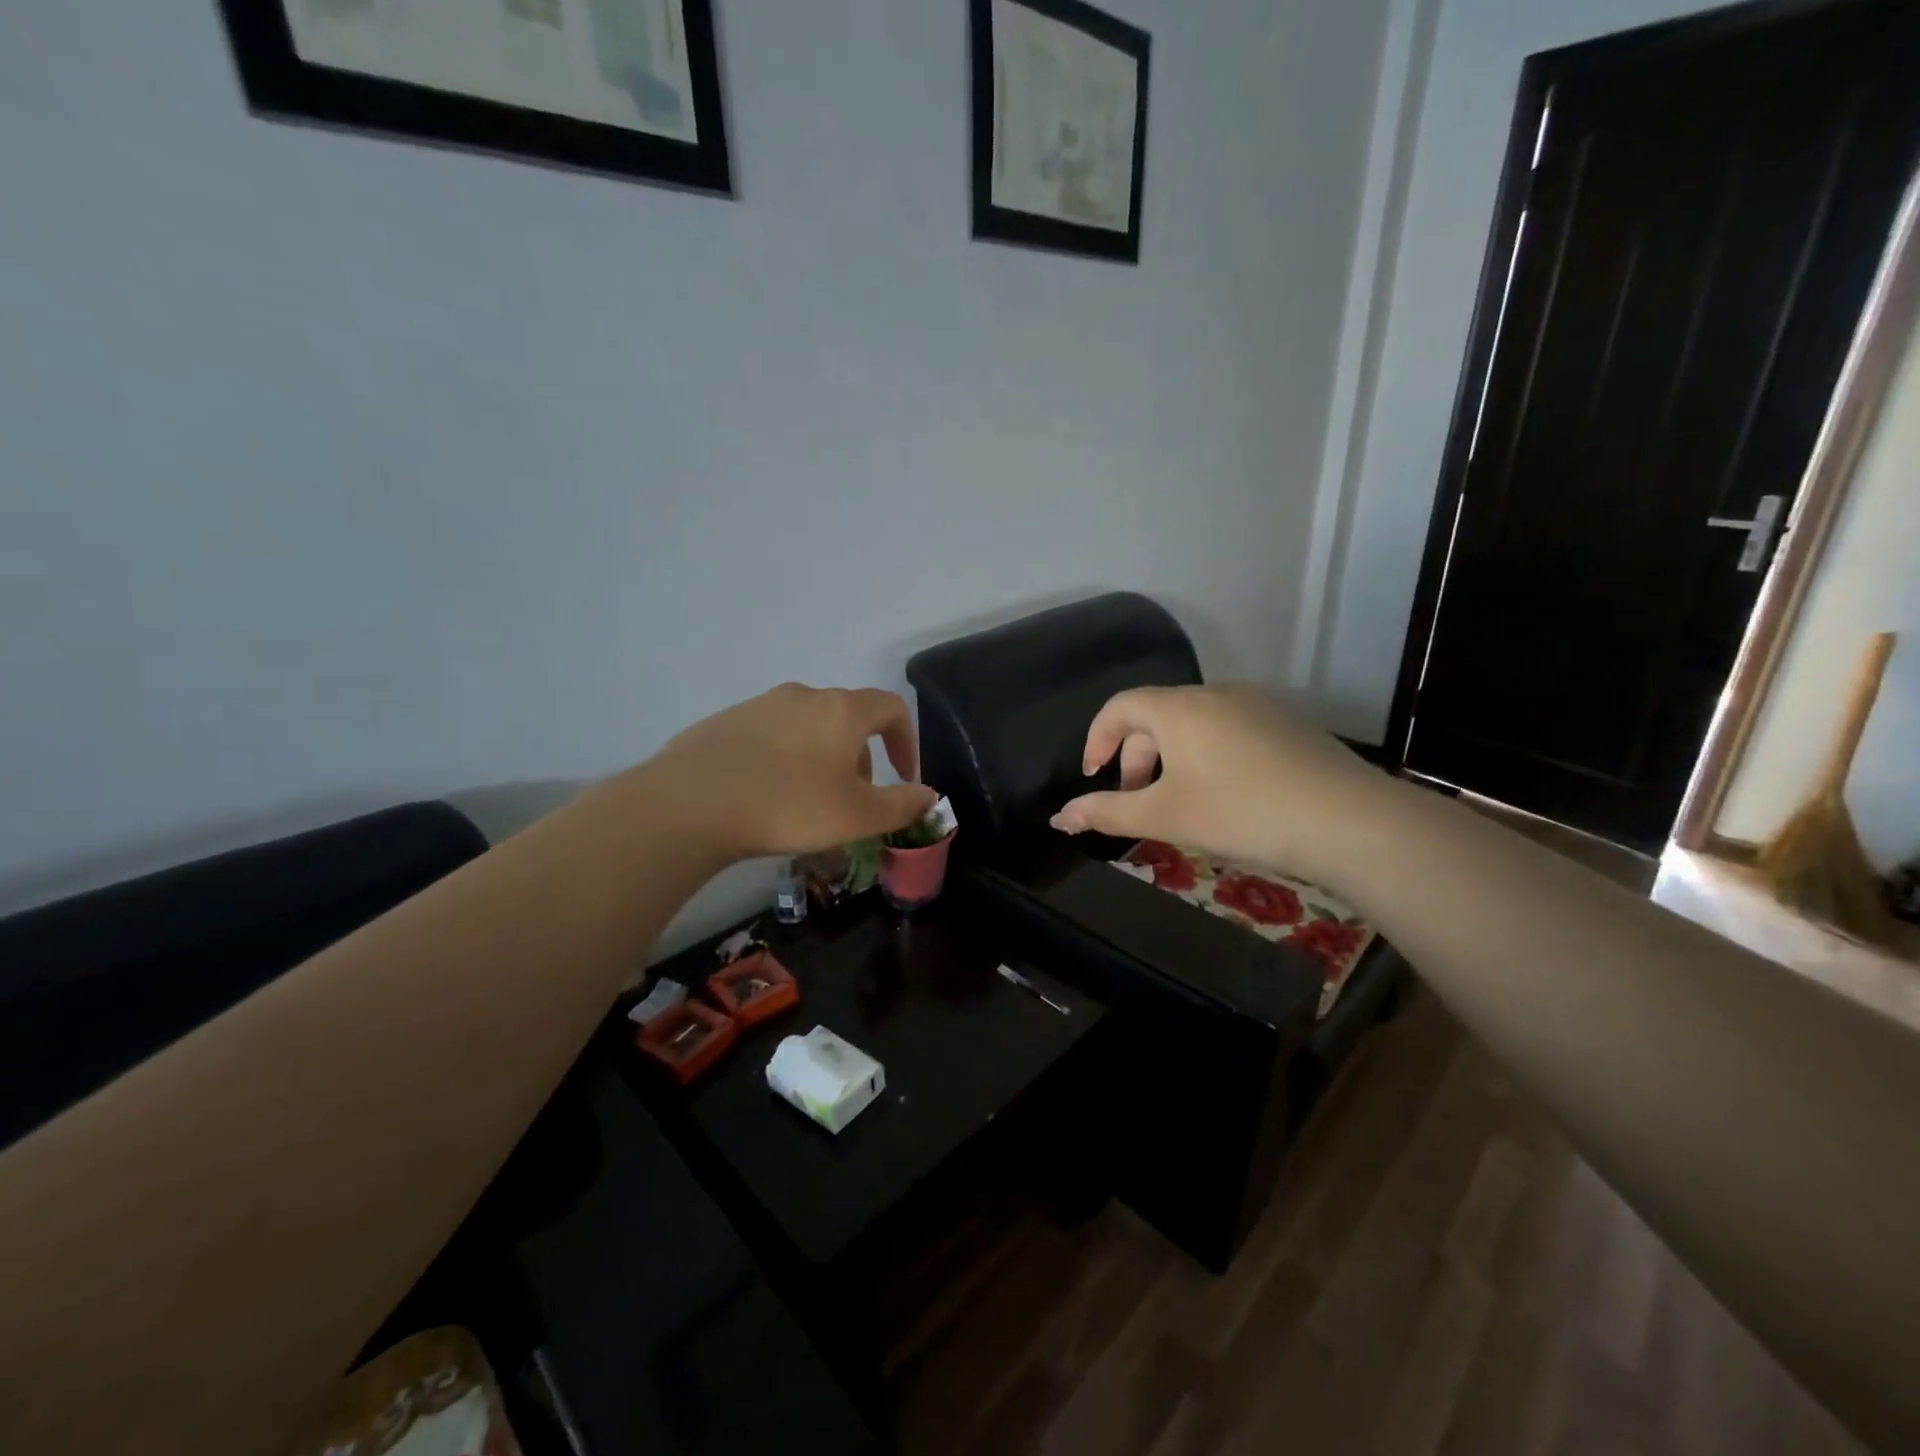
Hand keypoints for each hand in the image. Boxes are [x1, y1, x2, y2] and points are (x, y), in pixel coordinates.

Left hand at [630, 683, 937, 862]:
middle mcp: (804, 696)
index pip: (892, 708)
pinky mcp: (726, 721)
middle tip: (853, 801)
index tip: (904, 776)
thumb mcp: (858, 816)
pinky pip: (772, 735)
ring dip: (823, 759)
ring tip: (809, 803)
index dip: (907, 741)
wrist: (689, 805)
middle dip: (862, 758)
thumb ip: (902, 805)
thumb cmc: (789, 806)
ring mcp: (760, 705)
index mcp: (842, 710)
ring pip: (809, 727)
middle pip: (849, 718)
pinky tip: (767, 796)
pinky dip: (785, 759)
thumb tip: (929, 795)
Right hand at [1049, 684, 1401, 889]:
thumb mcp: (1164, 817)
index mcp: (1179, 708)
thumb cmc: (1240, 813)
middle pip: (1157, 715)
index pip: (1120, 706)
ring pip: (1195, 724)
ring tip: (1182, 804)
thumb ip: (1106, 812)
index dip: (1097, 739)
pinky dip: (1210, 757)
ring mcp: (1257, 706)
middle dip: (1137, 757)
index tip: (1094, 777)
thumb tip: (1059, 816)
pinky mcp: (1288, 725)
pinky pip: (1230, 731)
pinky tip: (1230, 798)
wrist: (1348, 822)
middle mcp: (1216, 694)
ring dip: (1173, 759)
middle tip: (1140, 801)